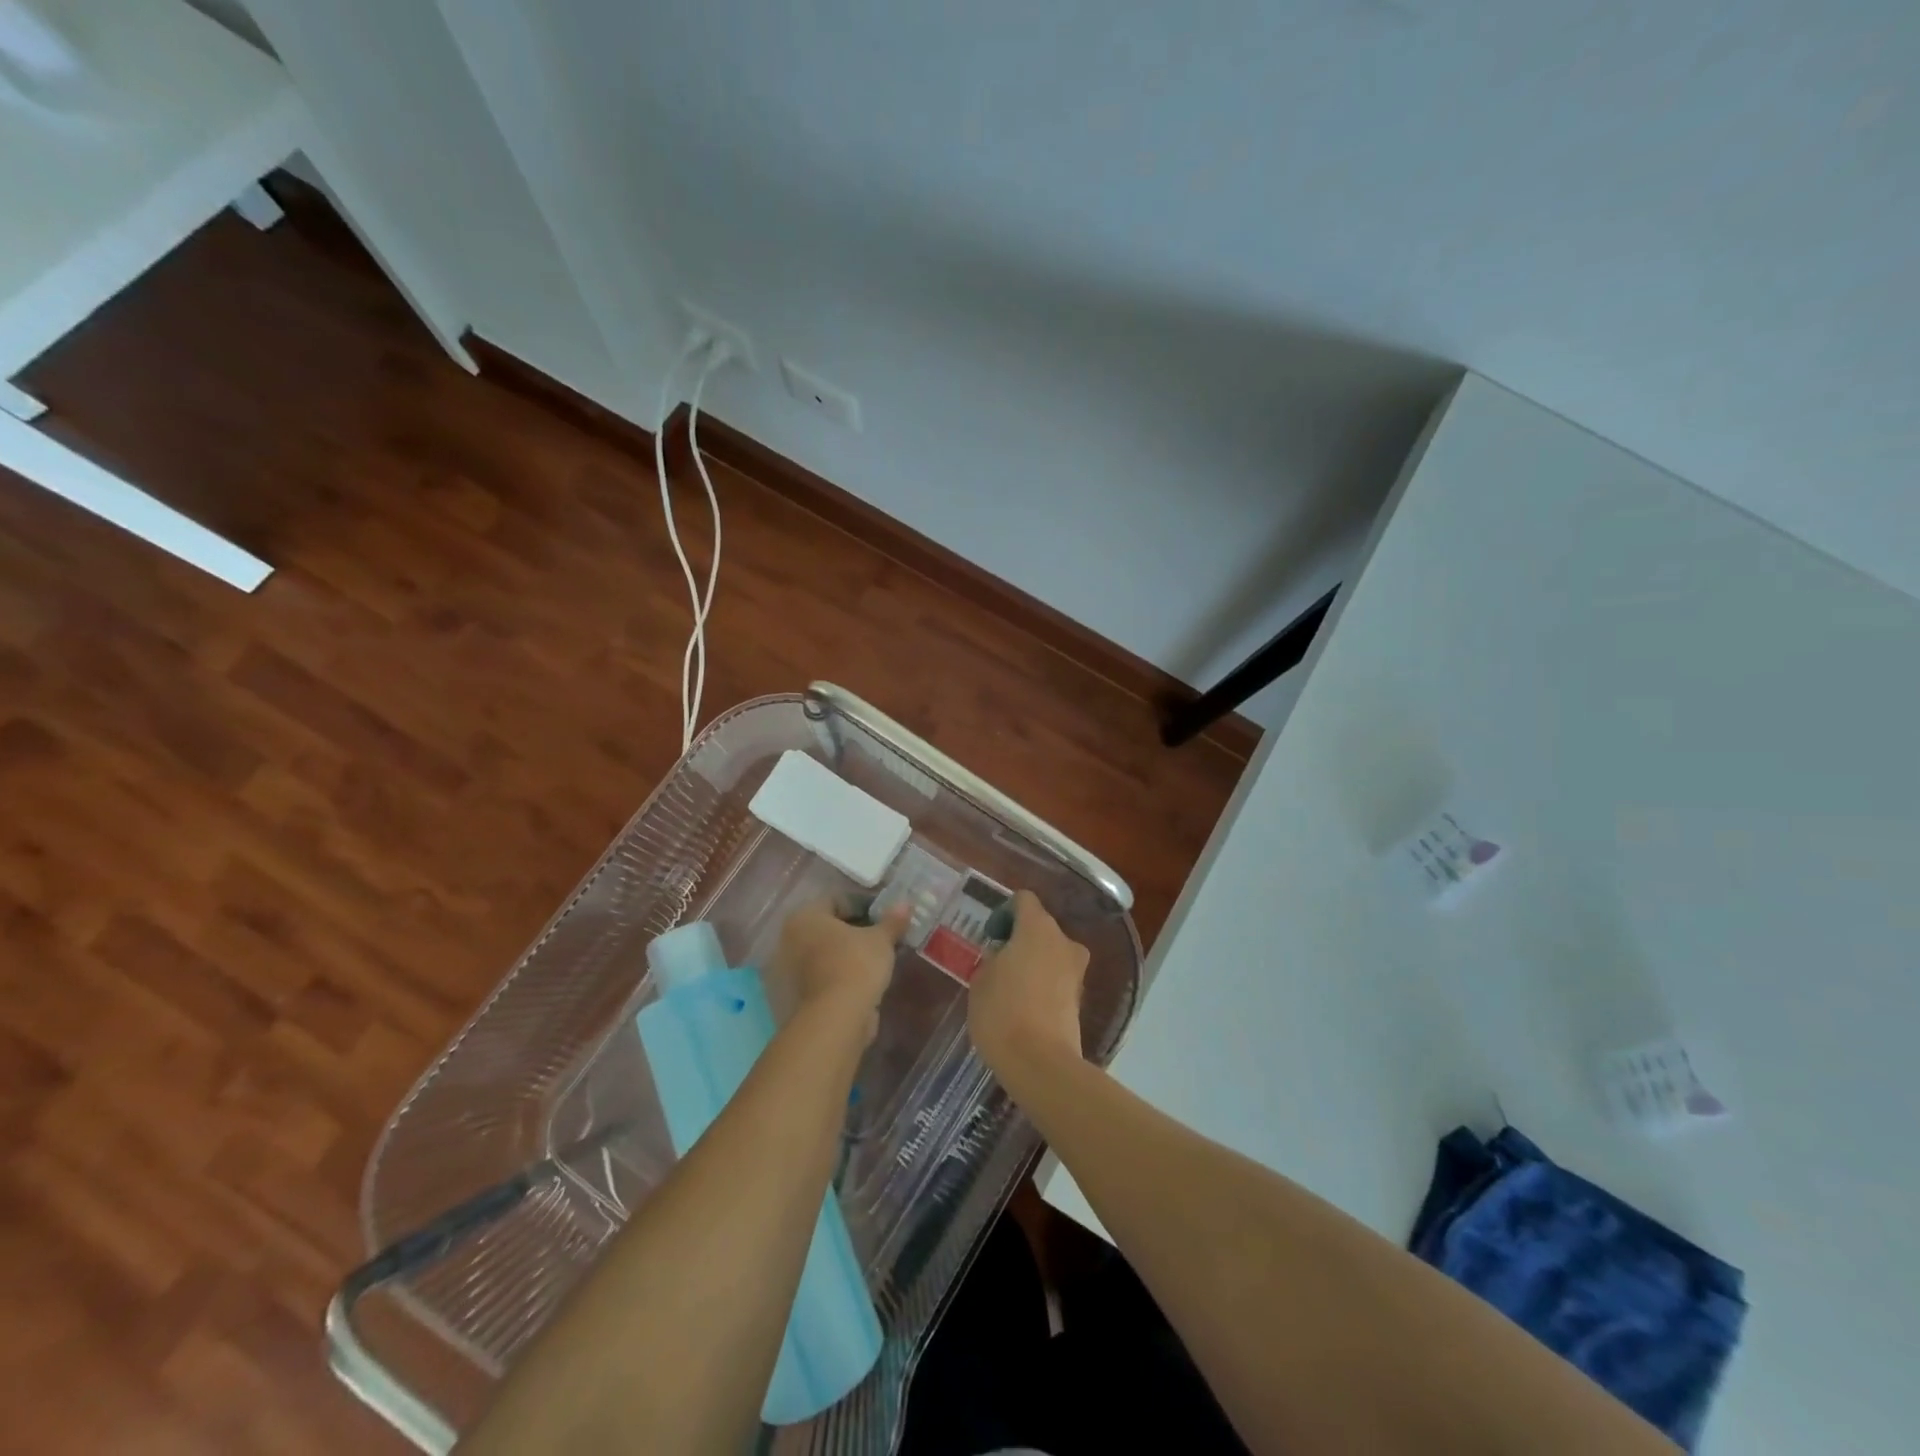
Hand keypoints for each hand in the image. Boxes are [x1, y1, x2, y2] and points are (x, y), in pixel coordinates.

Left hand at [765, 898, 909, 1043]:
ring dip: (846, 954)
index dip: (863, 906)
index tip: (884, 918)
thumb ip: (891, 921)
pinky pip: (821, 975)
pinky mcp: (794, 996)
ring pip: (824, 953)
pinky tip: (861, 980)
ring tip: (874, 960)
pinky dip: (839, 974)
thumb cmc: (855, 965)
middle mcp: (789, 939)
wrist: (836, 1019)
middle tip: (880, 938)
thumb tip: (905, 904)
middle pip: (828, 928)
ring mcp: (788, 969)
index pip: (836, 901)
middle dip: (854, 931)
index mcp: (805, 917)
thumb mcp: (880, 940)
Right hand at [968, 890, 1089, 1078]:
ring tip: (1009, 988)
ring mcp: (1076, 970)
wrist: (1040, 1063)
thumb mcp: (981, 980)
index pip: (1023, 900)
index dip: (1005, 912)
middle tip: (996, 962)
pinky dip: (1042, 984)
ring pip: (1051, 953)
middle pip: (1040, 926)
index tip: (991, 936)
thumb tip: (1002, 957)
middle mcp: (1063, 941)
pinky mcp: (1080, 998)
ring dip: (1033, 962)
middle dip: (1019, 939)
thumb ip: (992, 959)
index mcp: (1037, 927)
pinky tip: (1024, 1007)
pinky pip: (1057, 978)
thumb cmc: (1002, 1012)